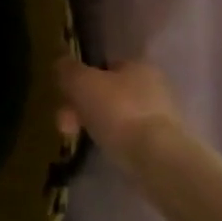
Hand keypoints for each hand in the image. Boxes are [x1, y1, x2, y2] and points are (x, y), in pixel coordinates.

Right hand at [57, 58, 185, 168]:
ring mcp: (159, 115)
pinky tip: (101, 148)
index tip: (64, 97)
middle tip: (64, 125)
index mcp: (138, 65)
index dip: (80, 80)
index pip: (103, 66)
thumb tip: (61, 64)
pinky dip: (110, 140)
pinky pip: (125, 135)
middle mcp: (153, 85)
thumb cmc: (117, 111)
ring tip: (76, 139)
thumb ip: (68, 70)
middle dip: (80, 107)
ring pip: (113, 115)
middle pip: (105, 93)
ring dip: (92, 124)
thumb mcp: (82, 83)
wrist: (154, 156)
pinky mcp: (160, 141)